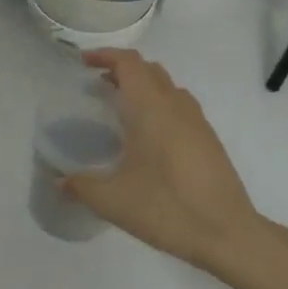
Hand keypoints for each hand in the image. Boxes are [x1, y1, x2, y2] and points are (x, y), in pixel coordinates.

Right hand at [61, 50, 272, 280]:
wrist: (228, 233)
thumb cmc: (166, 208)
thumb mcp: (113, 201)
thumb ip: (81, 187)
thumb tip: (59, 181)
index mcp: (150, 108)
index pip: (128, 63)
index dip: (105, 55)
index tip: (83, 62)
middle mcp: (175, 105)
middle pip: (148, 69)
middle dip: (122, 69)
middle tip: (98, 85)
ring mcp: (196, 120)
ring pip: (167, 86)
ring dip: (143, 85)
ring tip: (121, 107)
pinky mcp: (208, 138)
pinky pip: (179, 105)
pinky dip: (159, 103)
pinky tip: (149, 136)